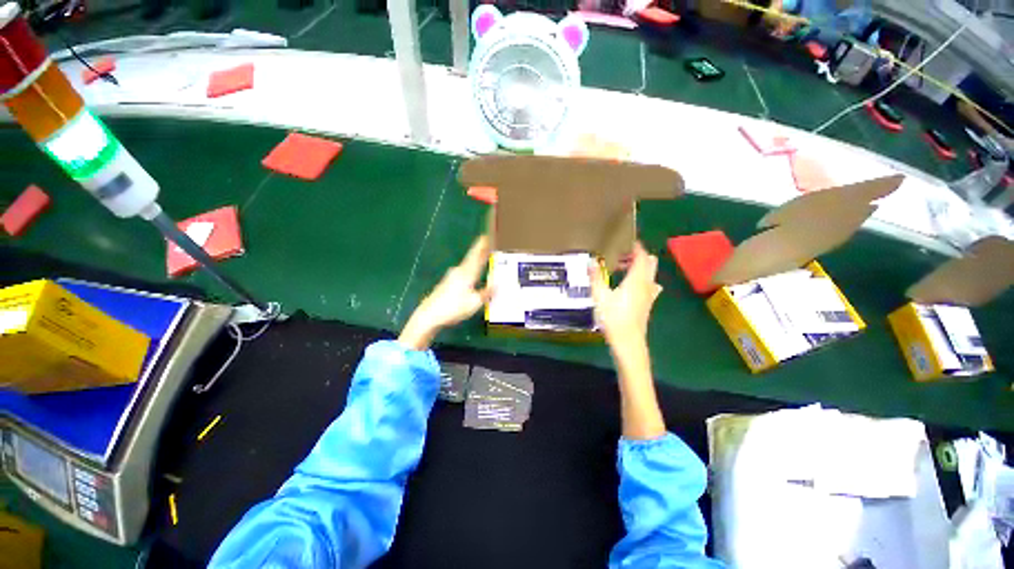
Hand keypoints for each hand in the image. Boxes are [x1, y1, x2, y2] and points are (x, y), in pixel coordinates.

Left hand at [398, 236, 491, 350]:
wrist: (429, 315)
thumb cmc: (454, 308)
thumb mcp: (474, 303)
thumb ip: (486, 292)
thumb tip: (496, 284)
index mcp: (467, 274)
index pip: (477, 257)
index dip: (482, 247)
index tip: (486, 236)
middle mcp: (459, 271)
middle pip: (471, 258)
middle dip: (479, 251)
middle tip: (486, 242)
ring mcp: (451, 276)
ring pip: (467, 266)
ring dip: (475, 261)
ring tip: (482, 258)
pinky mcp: (446, 283)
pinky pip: (462, 273)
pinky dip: (469, 270)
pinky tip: (471, 275)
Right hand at [590, 242, 666, 439]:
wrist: (629, 344)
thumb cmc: (614, 319)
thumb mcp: (600, 297)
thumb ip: (595, 278)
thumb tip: (590, 261)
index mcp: (637, 279)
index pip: (642, 256)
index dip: (637, 247)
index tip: (628, 240)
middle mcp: (647, 285)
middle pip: (650, 263)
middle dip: (639, 256)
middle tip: (621, 256)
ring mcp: (649, 296)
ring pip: (650, 275)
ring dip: (639, 268)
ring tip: (622, 270)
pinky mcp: (647, 305)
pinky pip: (648, 286)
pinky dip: (640, 280)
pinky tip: (627, 287)